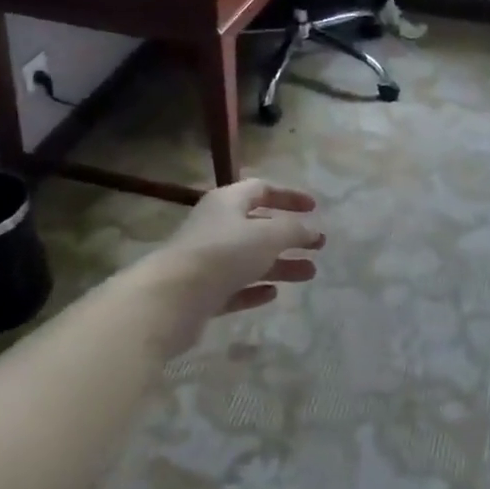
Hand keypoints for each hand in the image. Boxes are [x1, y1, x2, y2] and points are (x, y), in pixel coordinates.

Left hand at [160, 179, 324, 315]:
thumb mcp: (267, 236)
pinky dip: (255, 288)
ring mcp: (207, 260)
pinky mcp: (202, 292)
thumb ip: (294, 231)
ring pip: (250, 259)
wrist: (172, 299)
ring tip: (310, 275)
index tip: (314, 208)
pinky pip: (234, 286)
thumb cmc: (223, 254)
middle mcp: (215, 226)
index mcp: (227, 202)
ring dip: (280, 265)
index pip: (261, 189)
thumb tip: (312, 231)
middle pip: (258, 226)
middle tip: (317, 247)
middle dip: (289, 236)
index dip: (289, 196)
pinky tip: (272, 295)